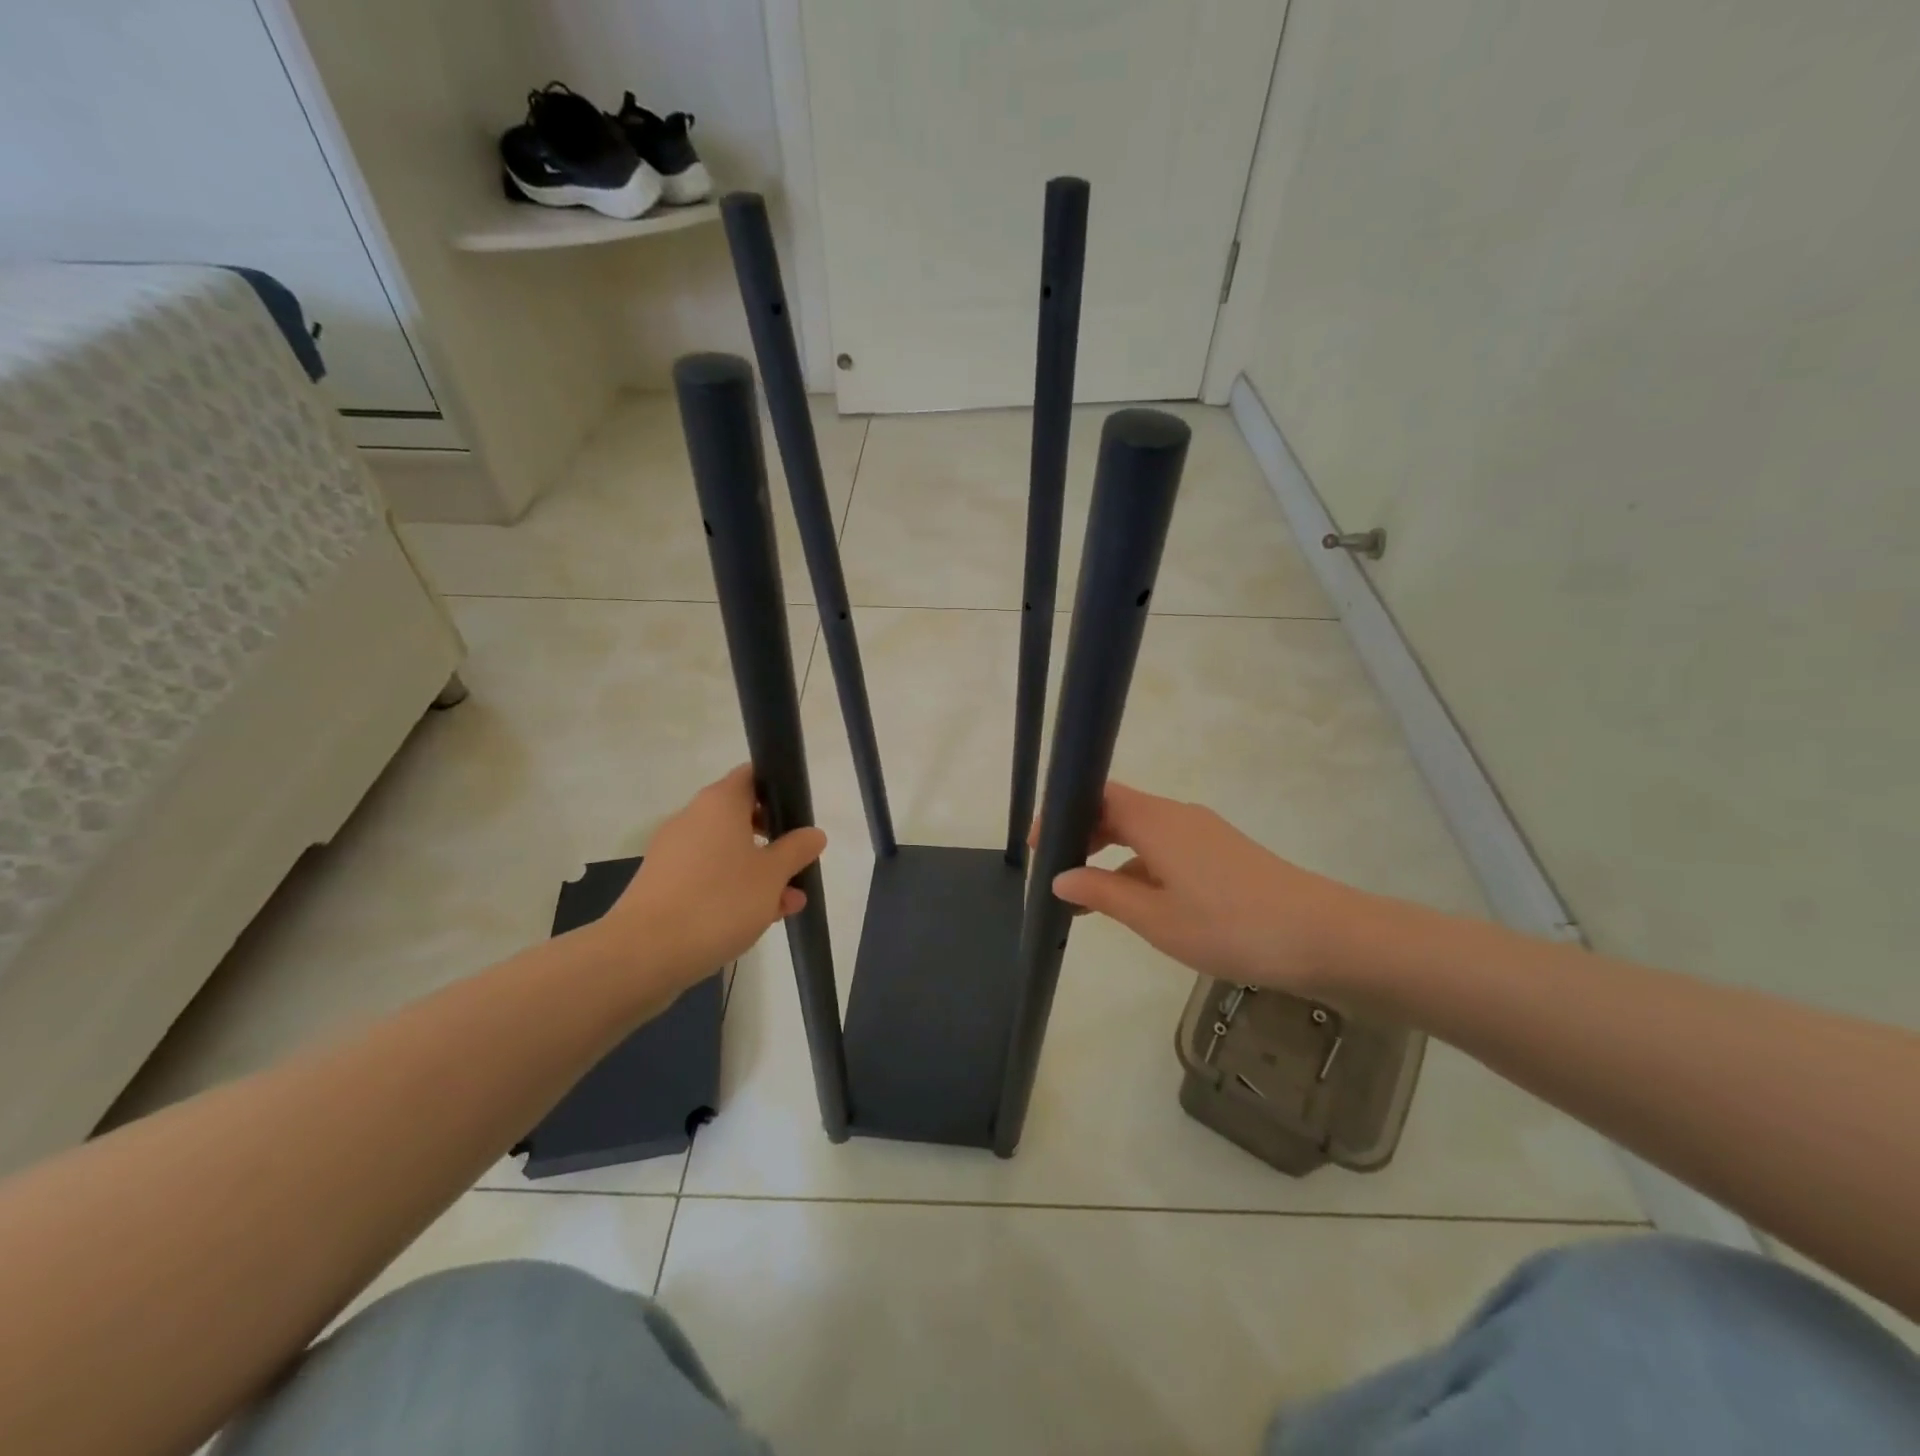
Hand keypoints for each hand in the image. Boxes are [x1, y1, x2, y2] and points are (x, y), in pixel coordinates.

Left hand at [596, 765, 826, 993]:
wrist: (644, 954)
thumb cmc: (718, 902)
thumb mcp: (772, 876)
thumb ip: (796, 851)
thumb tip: (813, 833)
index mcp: (719, 803)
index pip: (751, 776)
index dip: (777, 789)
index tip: (798, 814)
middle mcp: (692, 819)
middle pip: (740, 817)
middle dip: (773, 841)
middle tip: (798, 864)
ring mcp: (673, 853)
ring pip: (726, 852)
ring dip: (757, 872)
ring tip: (787, 904)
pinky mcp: (662, 885)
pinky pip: (707, 876)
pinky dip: (732, 889)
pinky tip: (756, 918)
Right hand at [1041, 782, 1364, 994]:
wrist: (1322, 937)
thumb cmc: (1230, 925)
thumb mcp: (1155, 919)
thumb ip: (1103, 895)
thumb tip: (1060, 878)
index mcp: (1156, 821)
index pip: (1097, 795)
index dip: (1063, 812)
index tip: (1039, 845)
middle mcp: (1178, 816)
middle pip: (1118, 810)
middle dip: (1084, 836)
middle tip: (1059, 874)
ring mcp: (1204, 833)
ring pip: (1143, 833)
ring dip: (1112, 857)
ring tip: (1090, 899)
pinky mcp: (1223, 854)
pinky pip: (1167, 849)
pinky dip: (1142, 868)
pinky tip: (1139, 906)